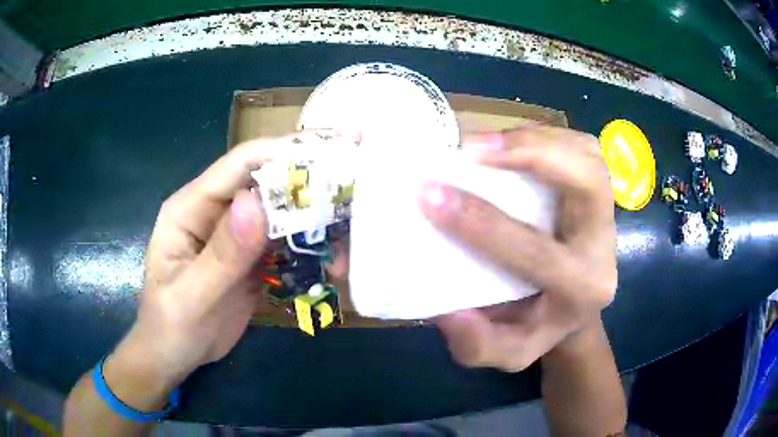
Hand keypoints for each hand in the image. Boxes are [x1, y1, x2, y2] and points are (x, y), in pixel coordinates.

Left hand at [112, 130, 358, 385]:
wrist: (175, 354)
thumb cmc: (171, 327)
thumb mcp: (191, 297)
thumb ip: (222, 254)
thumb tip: (255, 203)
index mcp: (190, 207)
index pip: (240, 164)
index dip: (284, 150)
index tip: (331, 146)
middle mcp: (215, 210)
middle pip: (267, 181)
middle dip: (310, 177)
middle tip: (357, 176)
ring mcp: (235, 233)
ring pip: (281, 211)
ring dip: (316, 218)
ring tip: (352, 230)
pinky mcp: (251, 255)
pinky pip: (285, 241)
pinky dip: (310, 247)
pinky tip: (332, 261)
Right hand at [421, 126, 616, 371]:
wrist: (573, 308)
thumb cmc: (537, 326)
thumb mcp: (507, 353)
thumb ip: (478, 345)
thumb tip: (448, 312)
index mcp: (582, 289)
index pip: (535, 252)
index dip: (481, 222)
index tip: (430, 195)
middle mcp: (603, 245)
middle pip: (589, 182)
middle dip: (533, 154)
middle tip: (472, 149)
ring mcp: (605, 210)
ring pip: (586, 155)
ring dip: (536, 138)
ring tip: (484, 141)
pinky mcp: (599, 189)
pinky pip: (581, 147)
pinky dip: (545, 134)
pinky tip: (511, 142)